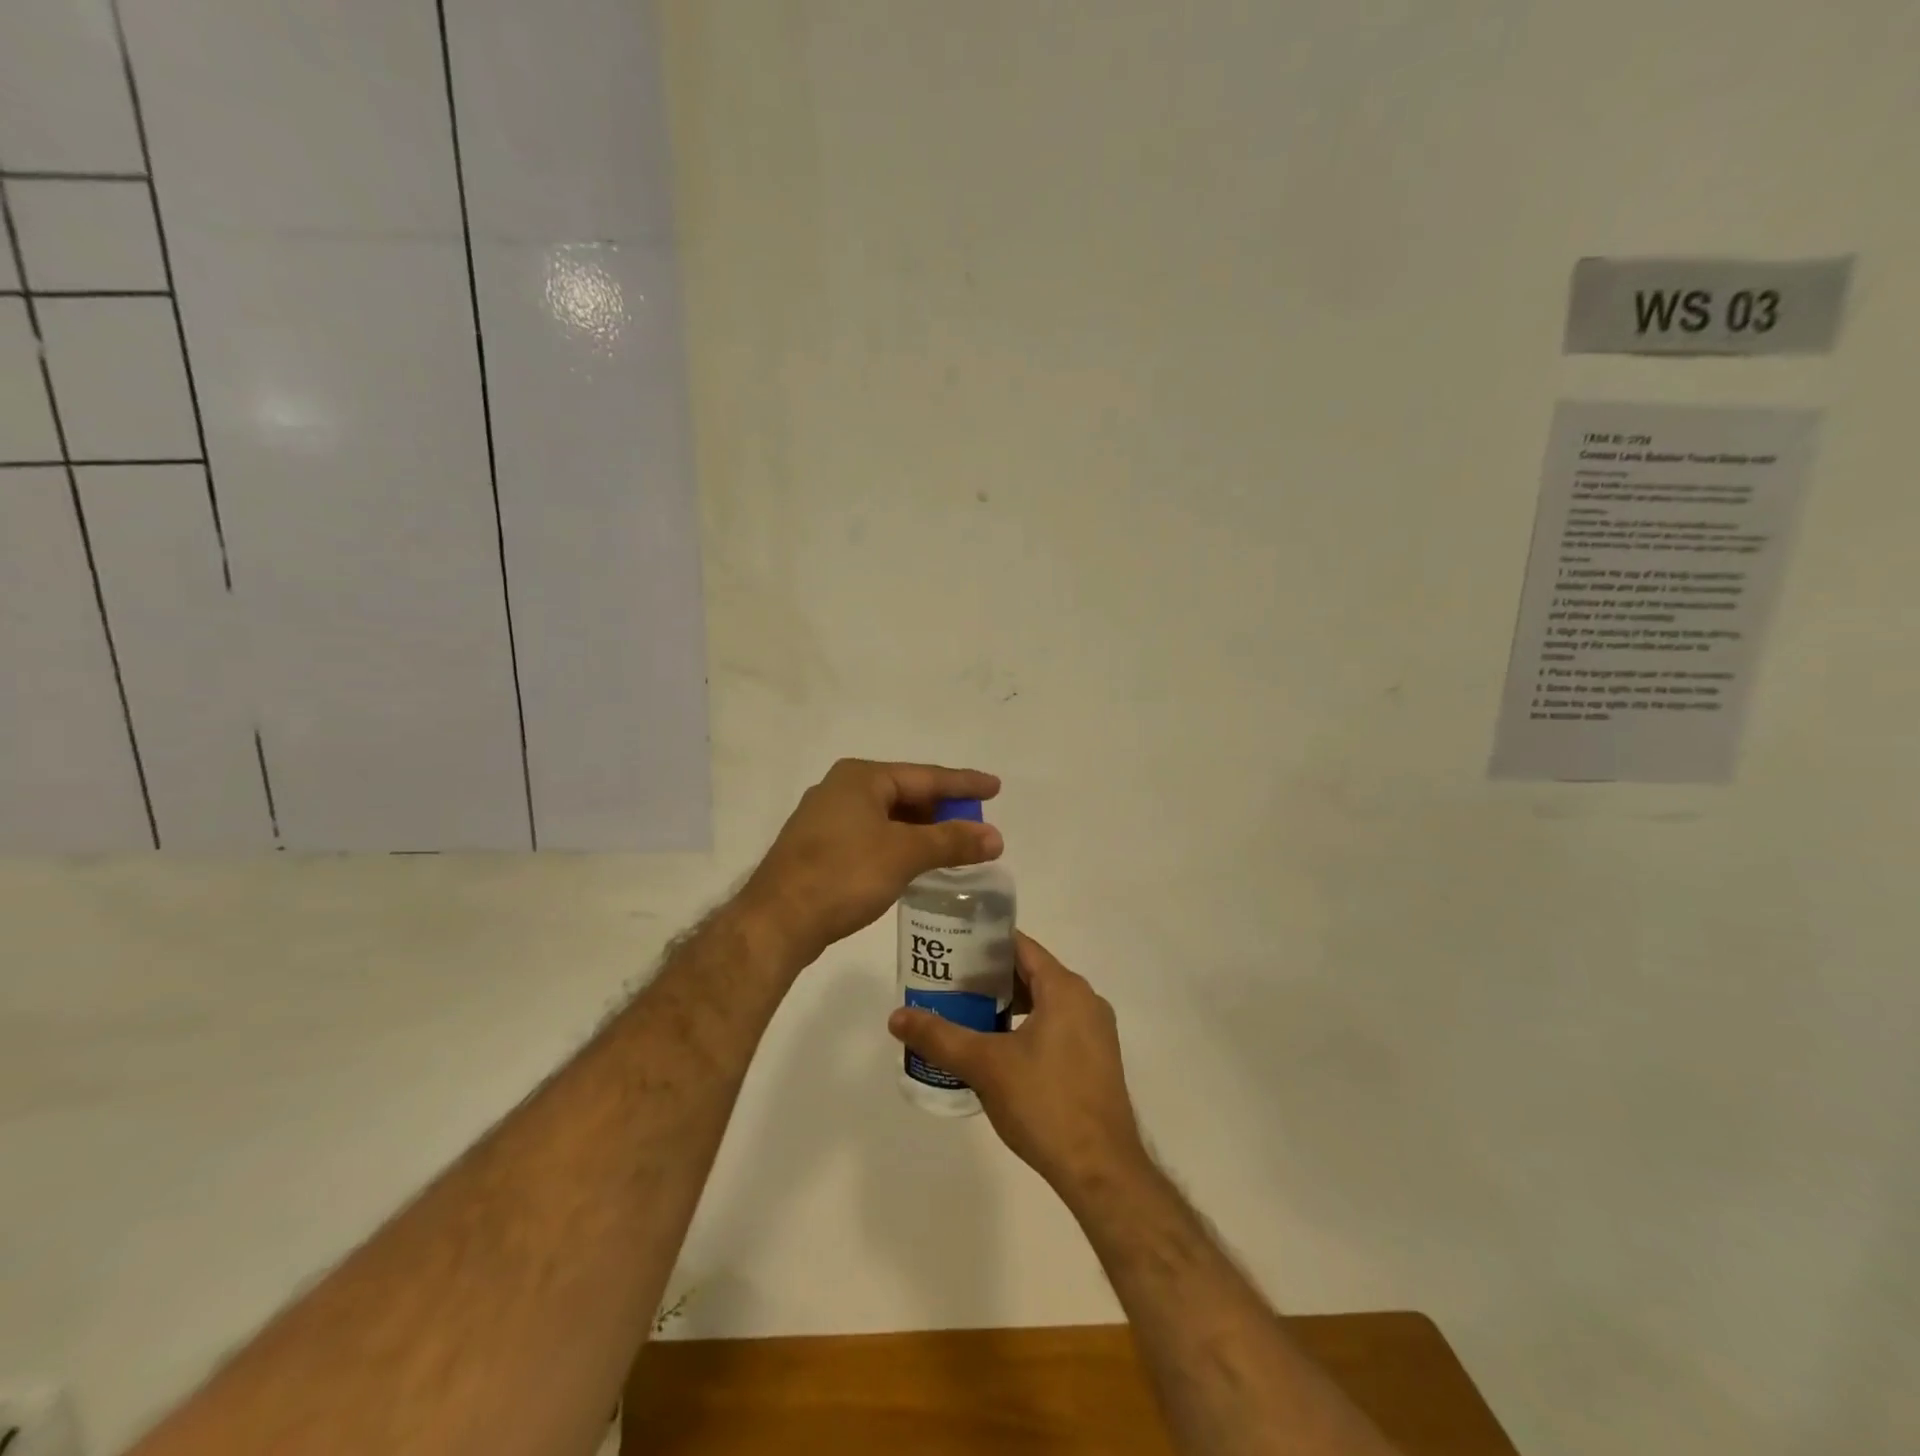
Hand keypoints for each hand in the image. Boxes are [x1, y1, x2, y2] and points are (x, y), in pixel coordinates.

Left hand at [742, 759, 1002, 963]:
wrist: (777, 921)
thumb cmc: (843, 875)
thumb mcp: (904, 854)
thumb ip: (951, 841)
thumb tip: (995, 837)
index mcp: (861, 777)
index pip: (925, 776)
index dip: (963, 784)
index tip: (995, 786)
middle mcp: (841, 789)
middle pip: (905, 793)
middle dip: (942, 810)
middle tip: (976, 823)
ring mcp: (826, 818)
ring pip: (887, 817)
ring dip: (921, 830)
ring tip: (953, 844)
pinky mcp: (819, 847)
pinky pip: (871, 835)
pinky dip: (898, 844)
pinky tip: (914, 862)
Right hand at [888, 932, 1149, 1199]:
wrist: (1101, 1171)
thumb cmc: (1044, 1103)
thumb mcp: (984, 1066)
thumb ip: (940, 1037)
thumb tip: (896, 1017)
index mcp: (1065, 988)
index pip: (1020, 946)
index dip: (983, 944)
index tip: (950, 950)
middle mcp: (1086, 1001)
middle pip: (1031, 973)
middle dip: (989, 978)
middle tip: (948, 985)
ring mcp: (1096, 1032)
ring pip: (1043, 1003)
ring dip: (1006, 1006)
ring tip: (966, 1017)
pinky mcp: (1096, 1060)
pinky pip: (1056, 1027)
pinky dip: (1026, 1028)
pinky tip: (997, 1052)